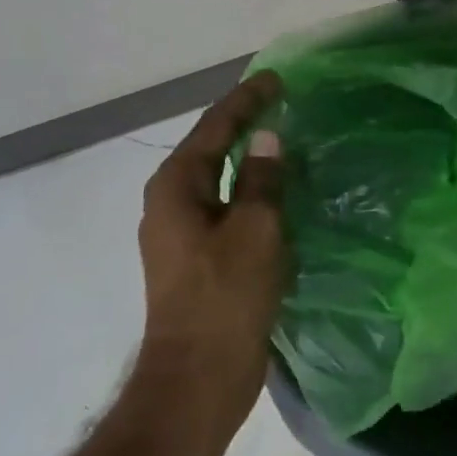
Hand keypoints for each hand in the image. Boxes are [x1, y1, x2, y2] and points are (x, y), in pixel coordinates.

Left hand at [136, 71, 287, 403]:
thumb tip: (269, 139)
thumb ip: (263, 180)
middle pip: (212, 149)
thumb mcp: (255, 230)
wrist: (199, 377)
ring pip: (221, 181)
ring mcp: (183, 234)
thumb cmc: (226, 297)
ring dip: (250, 160)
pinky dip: (252, 192)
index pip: (215, 128)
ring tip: (285, 140)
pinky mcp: (200, 259)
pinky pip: (229, 209)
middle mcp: (172, 204)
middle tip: (282, 103)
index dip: (247, 101)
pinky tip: (279, 193)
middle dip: (245, 124)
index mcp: (177, 188)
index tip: (276, 79)